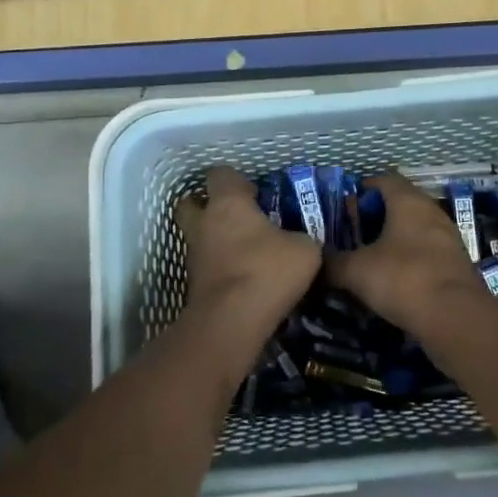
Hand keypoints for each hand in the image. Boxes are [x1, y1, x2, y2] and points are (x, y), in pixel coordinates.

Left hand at [174, 167, 322, 349]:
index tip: (254, 193)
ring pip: (197, 237)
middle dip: (207, 205)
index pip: (220, 175)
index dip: (235, 180)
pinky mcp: (192, 285)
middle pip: (191, 203)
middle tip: (235, 216)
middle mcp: (204, 223)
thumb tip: (300, 242)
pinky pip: (205, 266)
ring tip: (243, 252)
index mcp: (228, 203)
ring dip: (214, 240)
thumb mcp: (305, 250)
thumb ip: (301, 238)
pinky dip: (218, 268)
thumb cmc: (267, 271)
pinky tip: (242, 278)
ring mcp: (194, 255)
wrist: (231, 321)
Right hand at [324, 172, 497, 336]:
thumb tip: (315, 261)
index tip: (344, 206)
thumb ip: (333, 263)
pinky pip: (427, 252)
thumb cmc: (403, 279)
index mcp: (407, 201)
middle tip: (353, 233)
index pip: (383, 180)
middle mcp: (431, 212)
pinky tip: (394, 279)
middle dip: (376, 216)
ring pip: (415, 228)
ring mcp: (448, 238)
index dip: (362, 189)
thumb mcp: (356, 271)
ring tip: (370, 258)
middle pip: (400, 203)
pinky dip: (410, 259)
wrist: (457, 318)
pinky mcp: (457, 264)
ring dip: (394, 239)